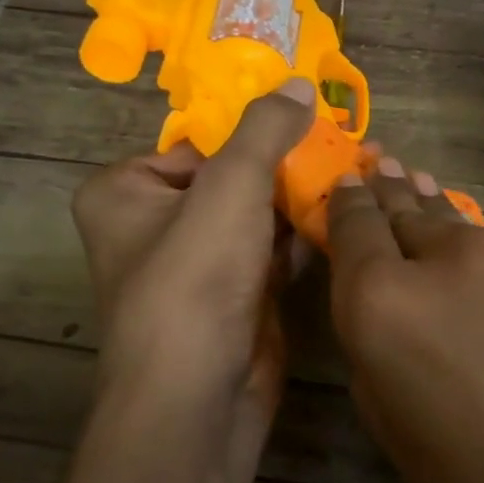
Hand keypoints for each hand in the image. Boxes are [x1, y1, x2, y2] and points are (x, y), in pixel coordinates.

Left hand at [71, 79, 316, 448]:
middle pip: (232, 176)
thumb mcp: (229, 187)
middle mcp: (155, 225)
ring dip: (302, 196)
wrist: (198, 397)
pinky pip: (272, 250)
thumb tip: (300, 84)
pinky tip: (346, 212)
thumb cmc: (194, 279)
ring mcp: (198, 265)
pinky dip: (304, 234)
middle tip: (343, 140)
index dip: (252, 128)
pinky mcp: (235, 296)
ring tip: (357, 167)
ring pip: (256, 214)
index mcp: (126, 191)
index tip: (307, 114)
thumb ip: (265, 130)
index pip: (196, 142)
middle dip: (286, 163)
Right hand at [325, 159, 483, 482]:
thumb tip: (372, 275)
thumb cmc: (463, 466)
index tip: (347, 181)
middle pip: (406, 205)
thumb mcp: (379, 404)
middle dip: (389, 191)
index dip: (347, 199)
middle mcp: (444, 252)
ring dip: (444, 224)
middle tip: (382, 163)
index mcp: (382, 297)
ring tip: (428, 195)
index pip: (353, 219)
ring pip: (462, 223)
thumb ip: (366, 324)